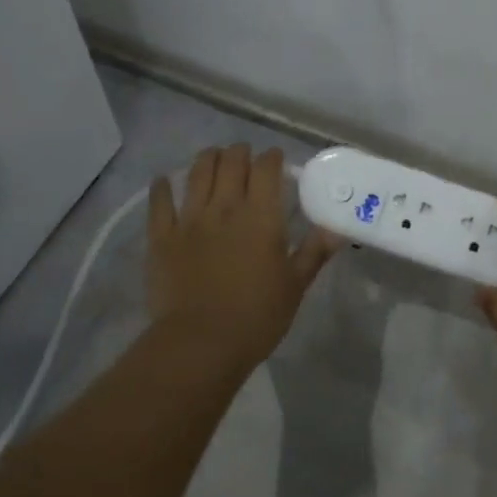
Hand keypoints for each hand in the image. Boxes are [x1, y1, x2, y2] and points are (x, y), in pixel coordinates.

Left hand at [148, 144, 341, 370]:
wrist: (201, 343)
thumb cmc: (257, 317)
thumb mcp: (295, 286)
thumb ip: (314, 252)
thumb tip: (337, 228)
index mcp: (261, 216)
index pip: (266, 169)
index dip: (271, 157)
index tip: (275, 158)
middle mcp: (225, 208)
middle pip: (231, 162)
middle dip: (240, 153)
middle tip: (245, 156)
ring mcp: (190, 219)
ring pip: (198, 173)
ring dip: (208, 158)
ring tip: (213, 156)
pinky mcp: (162, 237)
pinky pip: (159, 202)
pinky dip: (162, 187)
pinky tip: (164, 180)